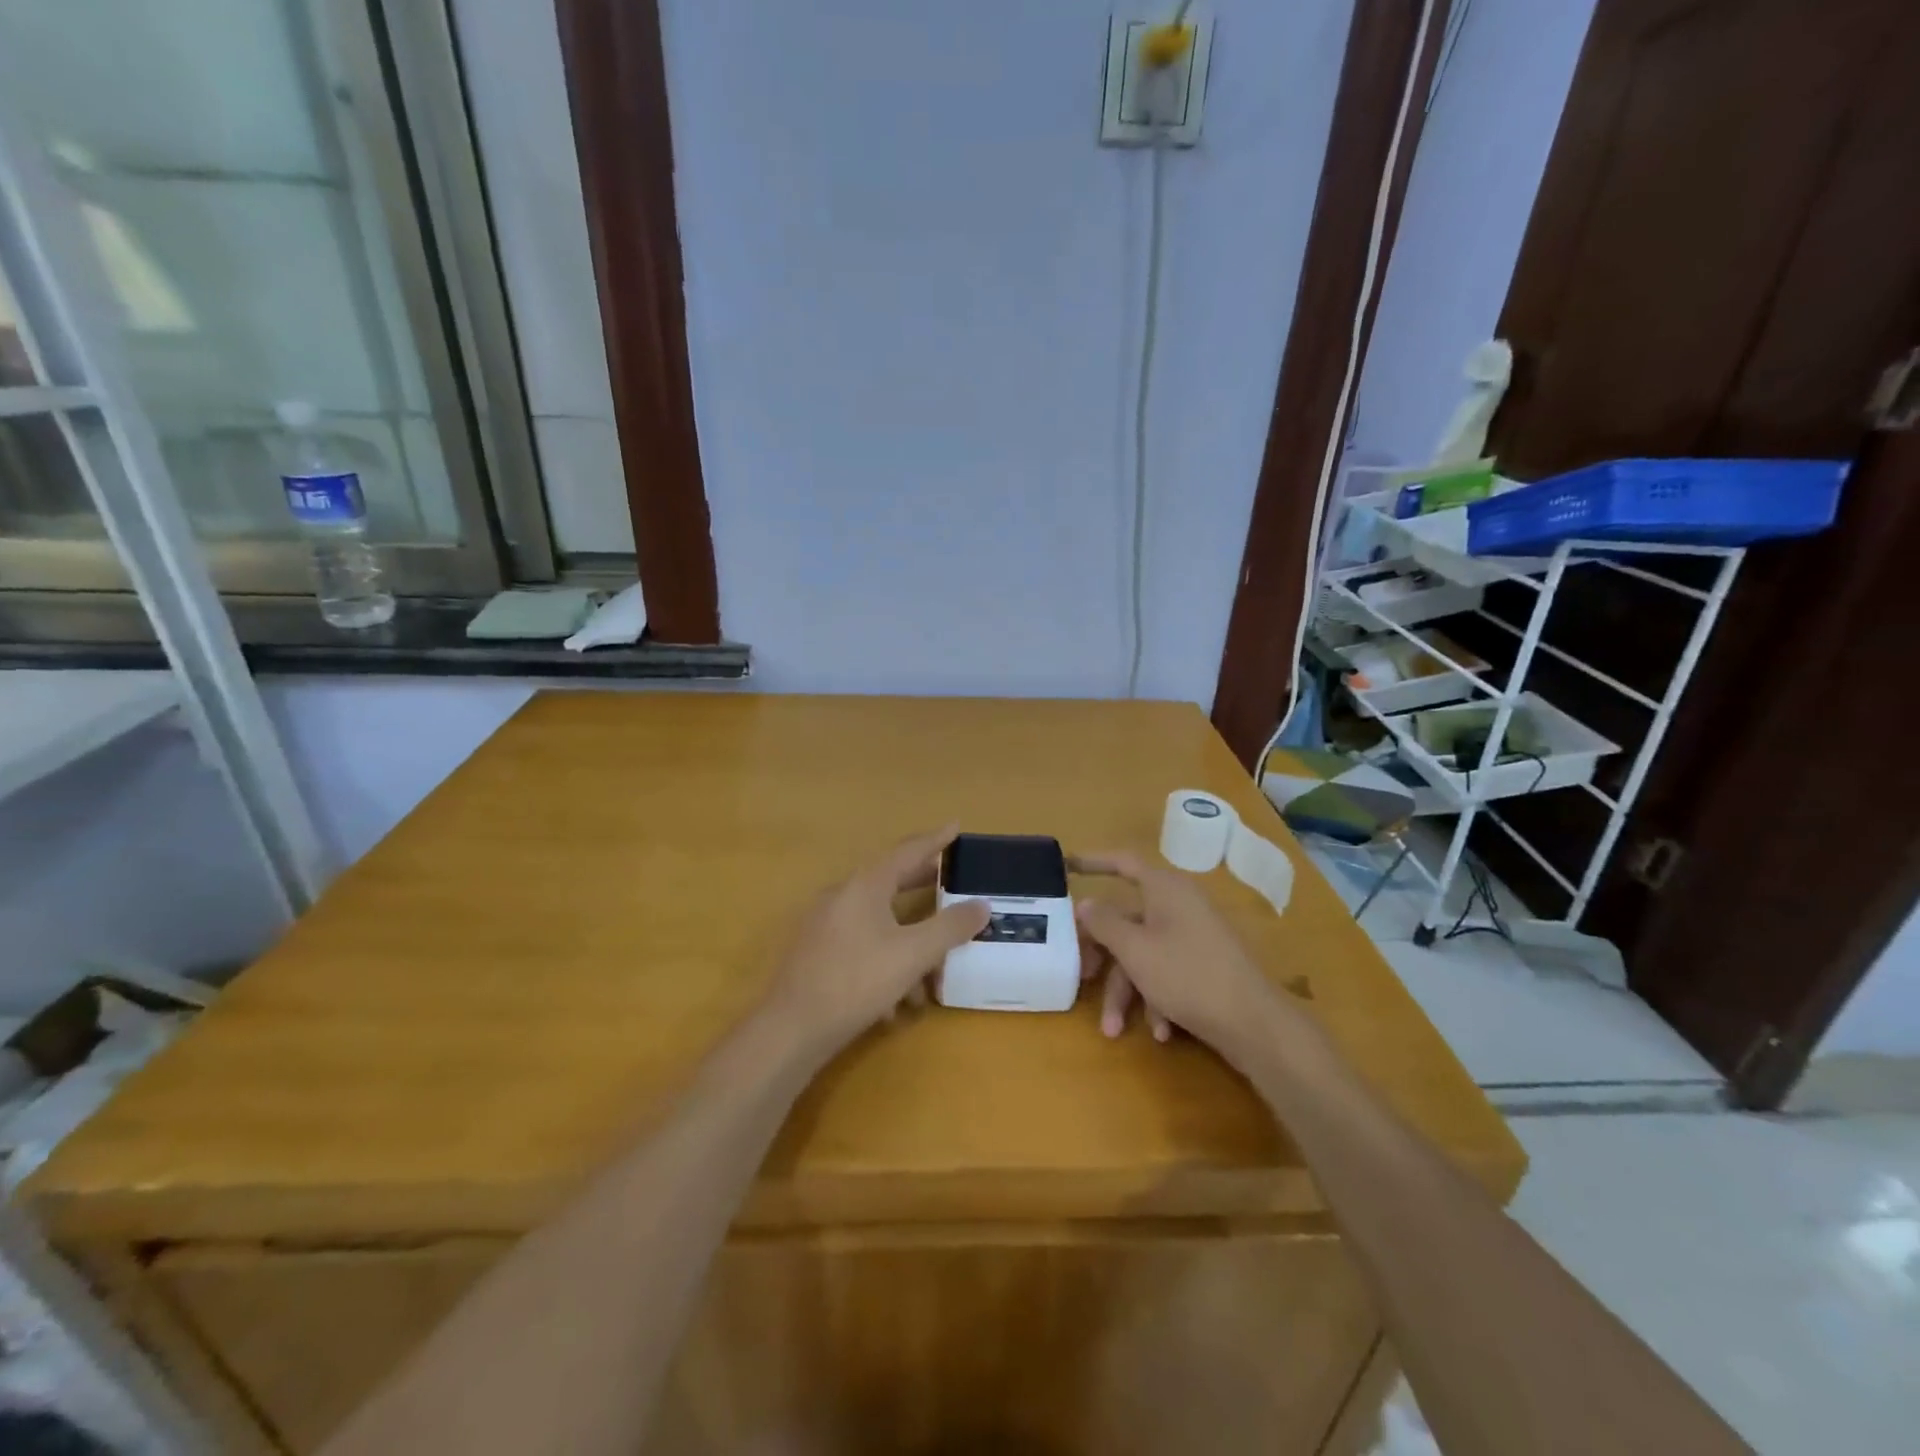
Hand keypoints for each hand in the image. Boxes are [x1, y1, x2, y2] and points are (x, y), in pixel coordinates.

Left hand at [768, 825, 989, 1045]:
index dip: (935, 840)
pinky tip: (896, 1000)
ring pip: (877, 919)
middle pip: (890, 880)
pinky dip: (884, 960)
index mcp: (865, 885)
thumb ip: (950, 927)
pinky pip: (860, 944)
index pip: (907, 851)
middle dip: (923, 884)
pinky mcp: (816, 953)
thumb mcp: (913, 954)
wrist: (791, 1029)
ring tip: (933, 966)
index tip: (956, 826)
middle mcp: (842, 896)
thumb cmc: (856, 981)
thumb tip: (982, 904)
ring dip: (907, 938)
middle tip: (951, 881)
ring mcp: (825, 924)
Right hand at [1073, 850, 1282, 1053]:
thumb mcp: (1135, 950)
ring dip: (1127, 992)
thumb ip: (1104, 923)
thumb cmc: (1188, 975)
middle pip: (1126, 921)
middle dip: (1103, 956)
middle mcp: (1179, 905)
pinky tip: (1160, 1032)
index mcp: (1164, 889)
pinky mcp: (1204, 965)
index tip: (1066, 866)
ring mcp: (1194, 936)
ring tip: (1114, 1029)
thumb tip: (1085, 903)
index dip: (1094, 861)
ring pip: (1143, 954)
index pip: (1123, 862)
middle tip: (1083, 978)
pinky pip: (1167, 972)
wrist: (1255, 1024)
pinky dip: (1156, 999)